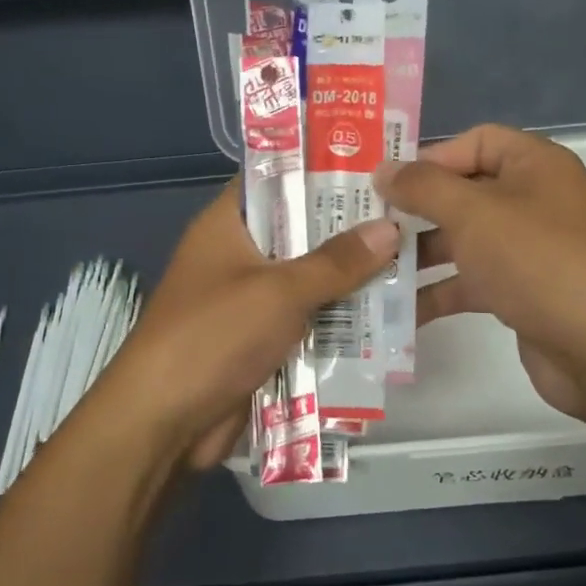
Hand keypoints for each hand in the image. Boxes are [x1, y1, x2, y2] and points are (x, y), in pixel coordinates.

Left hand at [99, 183, 398, 470]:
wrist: (165, 423)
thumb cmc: (214, 336)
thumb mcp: (278, 291)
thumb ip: (336, 262)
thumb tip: (391, 229)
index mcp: (230, 224)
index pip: (277, 178)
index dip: (323, 167)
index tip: (378, 162)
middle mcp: (242, 255)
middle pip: (304, 231)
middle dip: (354, 228)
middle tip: (414, 212)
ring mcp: (254, 300)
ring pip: (314, 279)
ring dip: (356, 279)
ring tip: (420, 259)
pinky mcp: (266, 341)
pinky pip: (313, 320)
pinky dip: (345, 319)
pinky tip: (395, 314)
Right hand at [375, 125, 585, 425]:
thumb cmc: (537, 260)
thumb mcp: (474, 213)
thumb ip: (423, 186)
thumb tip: (383, 169)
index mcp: (534, 165)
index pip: (476, 141)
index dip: (431, 156)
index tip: (386, 182)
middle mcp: (533, 201)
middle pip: (463, 192)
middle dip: (416, 209)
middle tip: (365, 224)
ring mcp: (527, 249)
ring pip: (463, 240)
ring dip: (419, 253)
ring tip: (371, 266)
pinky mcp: (520, 292)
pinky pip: (470, 281)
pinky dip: (437, 291)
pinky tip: (396, 309)